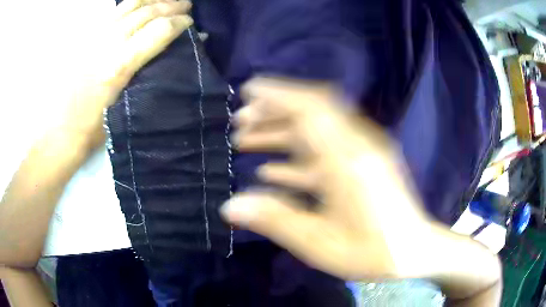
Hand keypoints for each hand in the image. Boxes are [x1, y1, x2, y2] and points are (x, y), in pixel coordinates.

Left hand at [62, 0, 192, 150]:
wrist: (56, 133)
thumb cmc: (90, 131)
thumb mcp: (123, 109)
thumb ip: (145, 79)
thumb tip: (169, 60)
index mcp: (118, 66)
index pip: (158, 31)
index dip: (179, 22)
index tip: (190, 22)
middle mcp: (107, 44)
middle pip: (146, 12)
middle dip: (171, 5)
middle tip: (186, 5)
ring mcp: (93, 38)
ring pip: (129, 5)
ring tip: (165, 0)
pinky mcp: (84, 39)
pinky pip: (113, 12)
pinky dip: (131, 4)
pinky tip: (139, 5)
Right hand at [222, 77, 434, 279]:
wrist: (414, 252)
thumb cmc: (372, 251)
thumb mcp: (320, 242)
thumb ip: (275, 220)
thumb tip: (230, 206)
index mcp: (347, 158)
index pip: (311, 107)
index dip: (278, 93)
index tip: (248, 90)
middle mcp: (355, 146)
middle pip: (311, 112)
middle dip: (273, 112)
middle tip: (240, 122)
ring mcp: (361, 155)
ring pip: (315, 132)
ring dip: (281, 132)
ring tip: (247, 140)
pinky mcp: (362, 166)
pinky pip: (325, 152)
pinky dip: (298, 156)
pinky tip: (273, 170)